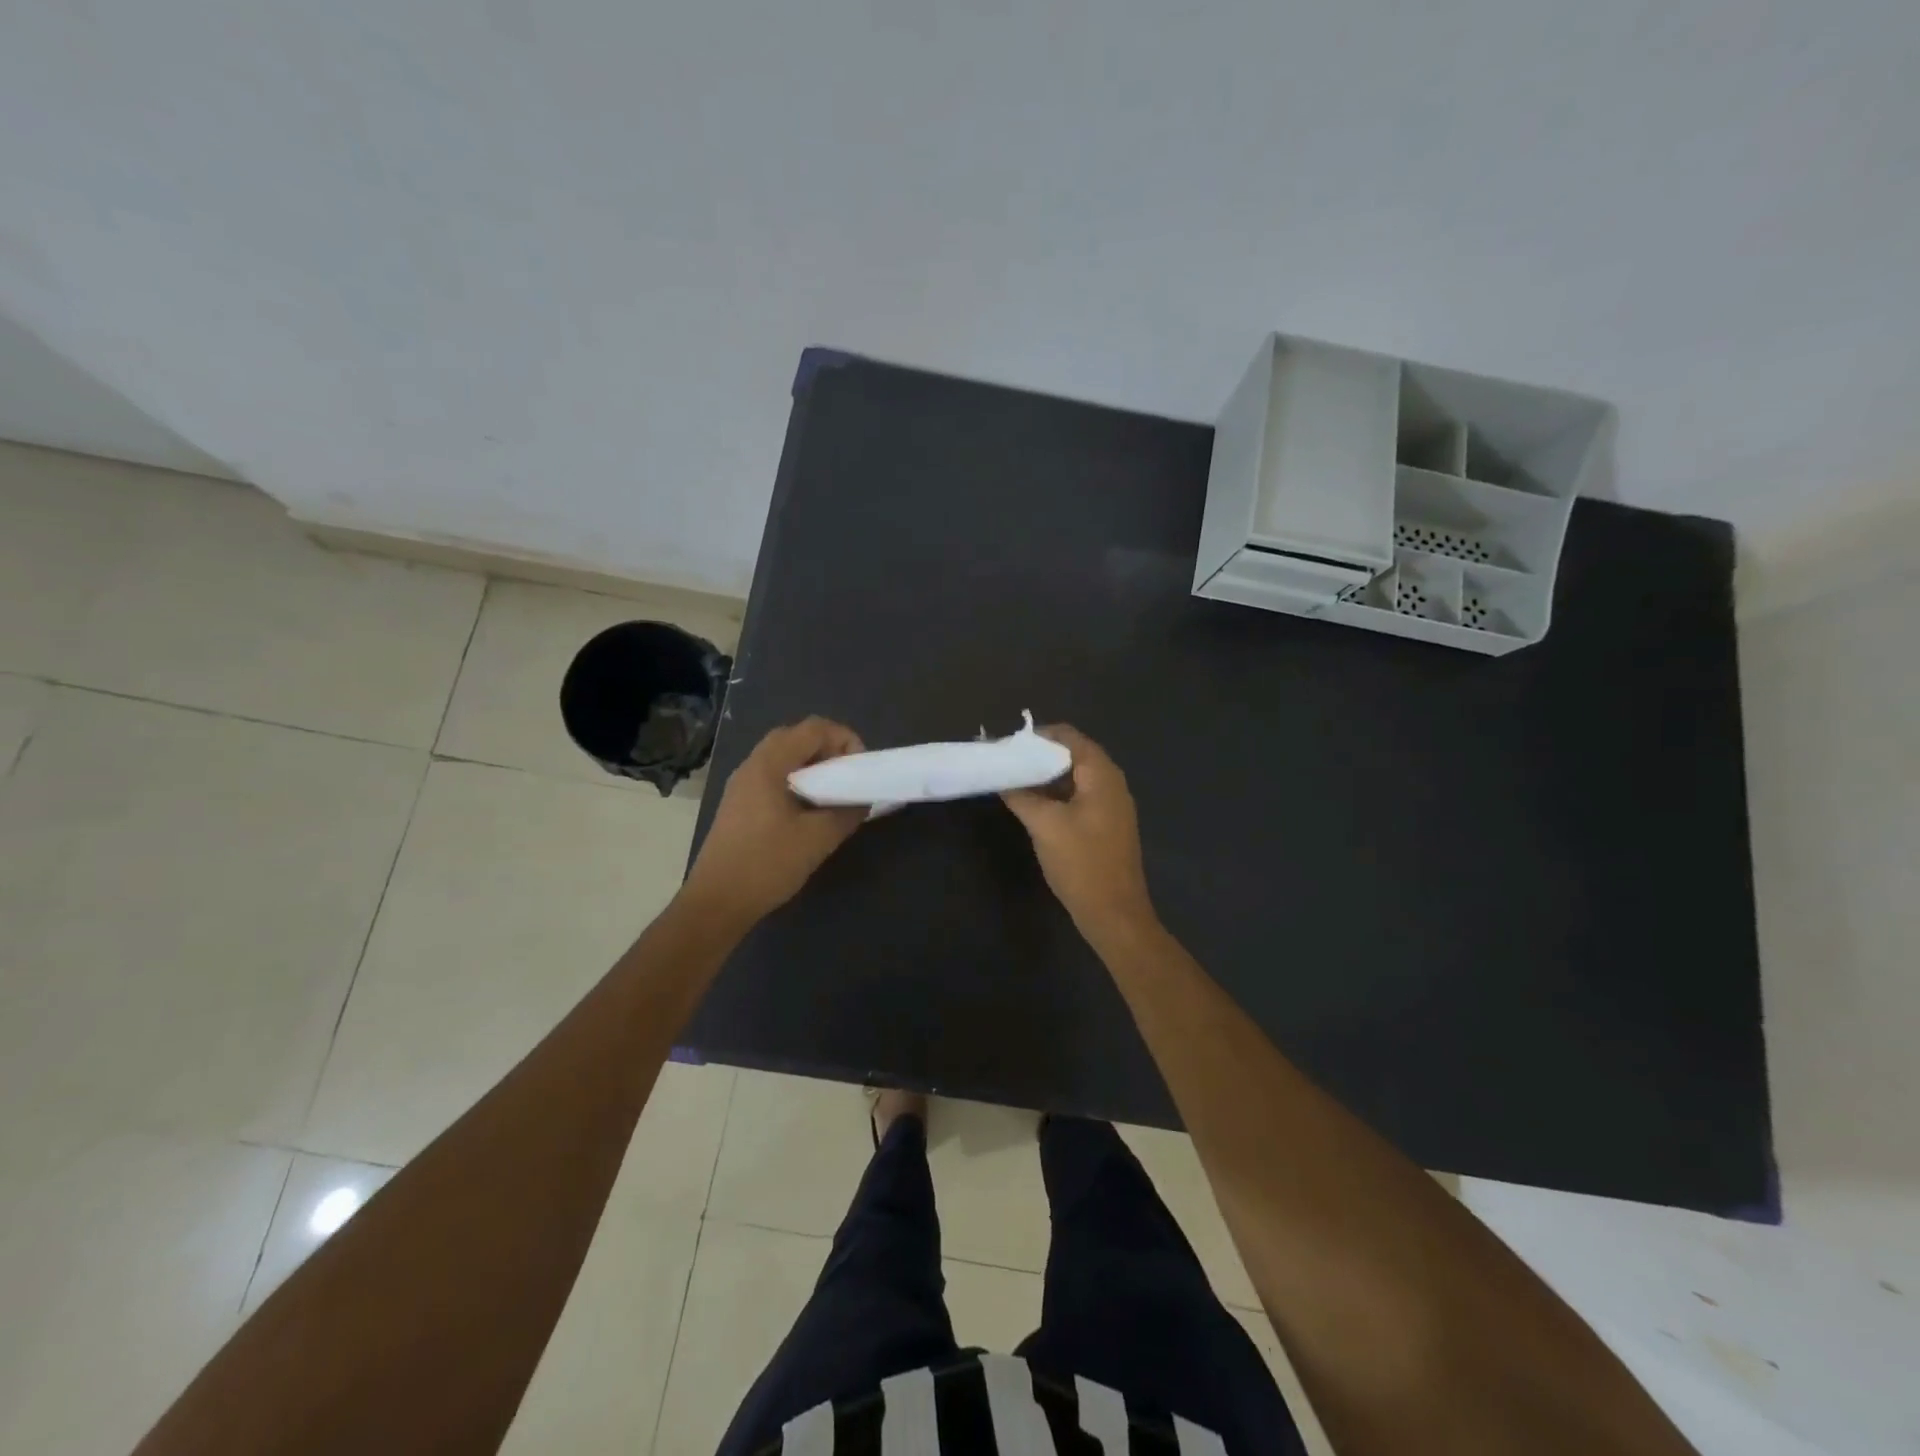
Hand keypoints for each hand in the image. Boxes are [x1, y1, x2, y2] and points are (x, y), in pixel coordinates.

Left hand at [681, 717, 866, 927]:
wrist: (716, 903)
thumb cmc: (766, 865)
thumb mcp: (818, 839)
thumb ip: (846, 813)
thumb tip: (863, 800)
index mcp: (768, 765)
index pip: (813, 728)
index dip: (844, 738)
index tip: (860, 767)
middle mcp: (752, 766)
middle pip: (796, 737)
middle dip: (829, 749)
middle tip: (848, 776)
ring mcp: (742, 785)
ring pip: (784, 758)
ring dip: (813, 766)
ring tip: (834, 793)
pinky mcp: (740, 805)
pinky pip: (774, 777)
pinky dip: (798, 781)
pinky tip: (810, 811)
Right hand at [1000, 725, 1157, 942]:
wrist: (1114, 913)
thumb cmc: (1081, 863)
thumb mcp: (1044, 825)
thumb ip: (1022, 796)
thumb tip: (1003, 778)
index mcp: (1102, 774)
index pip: (1068, 736)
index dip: (1037, 736)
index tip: (1007, 746)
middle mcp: (1112, 782)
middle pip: (1072, 754)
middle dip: (1039, 756)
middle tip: (1007, 763)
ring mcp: (1112, 805)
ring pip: (1075, 778)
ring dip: (1046, 777)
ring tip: (1014, 782)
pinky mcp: (1107, 825)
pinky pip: (1080, 797)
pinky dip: (1057, 795)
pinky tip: (1034, 806)